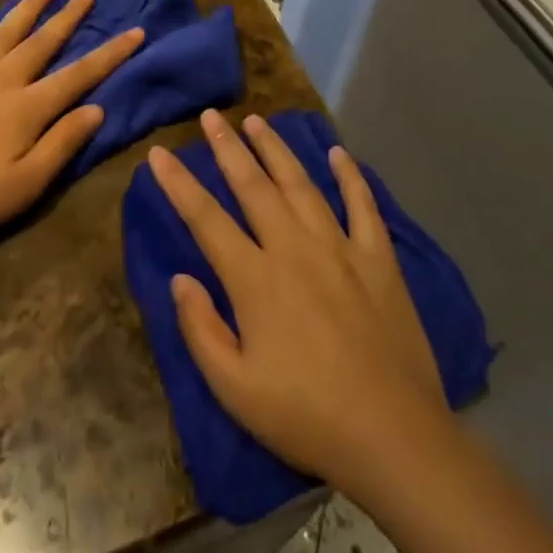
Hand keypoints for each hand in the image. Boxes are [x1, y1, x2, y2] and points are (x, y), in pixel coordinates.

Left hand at [0, 0, 144, 253]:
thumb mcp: (26, 185)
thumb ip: (62, 143)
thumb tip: (97, 108)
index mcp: (26, 108)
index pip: (78, 75)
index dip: (110, 53)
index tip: (136, 31)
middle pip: (41, 42)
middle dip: (68, 17)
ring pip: (2, 34)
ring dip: (26, 8)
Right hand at [149, 110, 451, 496]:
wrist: (393, 435)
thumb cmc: (306, 416)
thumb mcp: (234, 388)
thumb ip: (201, 329)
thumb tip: (180, 278)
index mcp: (255, 279)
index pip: (206, 219)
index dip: (178, 184)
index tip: (158, 154)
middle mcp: (294, 248)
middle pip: (253, 186)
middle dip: (227, 148)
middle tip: (210, 116)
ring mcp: (340, 248)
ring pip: (301, 184)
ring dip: (276, 150)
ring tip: (257, 121)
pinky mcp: (378, 260)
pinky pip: (362, 205)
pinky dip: (350, 176)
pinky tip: (338, 153)